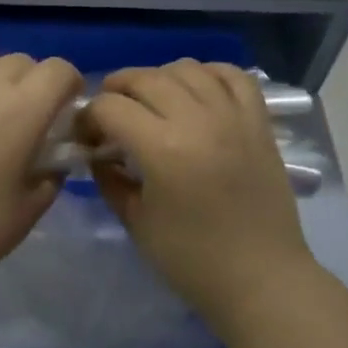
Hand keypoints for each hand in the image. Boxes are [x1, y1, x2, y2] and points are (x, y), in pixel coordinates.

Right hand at [81, 60, 316, 319]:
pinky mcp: (258, 122)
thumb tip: (98, 154)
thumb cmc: (192, 260)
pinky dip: (209, 72)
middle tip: (109, 113)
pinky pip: (233, 75)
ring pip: (187, 68)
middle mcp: (198, 120)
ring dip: (159, 77)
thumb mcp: (136, 222)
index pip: (110, 107)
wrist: (261, 278)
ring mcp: (233, 116)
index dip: (89, 117)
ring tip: (151, 100)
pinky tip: (196, 89)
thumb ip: (110, 180)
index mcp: (162, 149)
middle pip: (145, 78)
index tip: (86, 136)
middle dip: (117, 88)